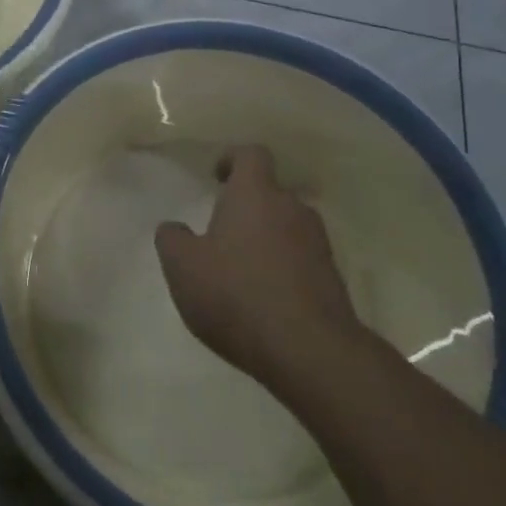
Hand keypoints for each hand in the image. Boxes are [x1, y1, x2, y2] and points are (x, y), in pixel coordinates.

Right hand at [155, 145, 365, 388]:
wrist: (310, 351)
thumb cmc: (237, 295)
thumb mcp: (183, 267)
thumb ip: (172, 239)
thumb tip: (174, 228)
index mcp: (255, 194)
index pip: (251, 154)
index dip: (232, 159)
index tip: (216, 178)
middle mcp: (292, 209)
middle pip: (270, 193)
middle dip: (246, 208)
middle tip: (221, 233)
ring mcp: (318, 244)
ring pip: (287, 227)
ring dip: (266, 240)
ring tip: (241, 271)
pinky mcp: (333, 279)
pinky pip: (302, 260)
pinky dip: (283, 269)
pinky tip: (263, 300)